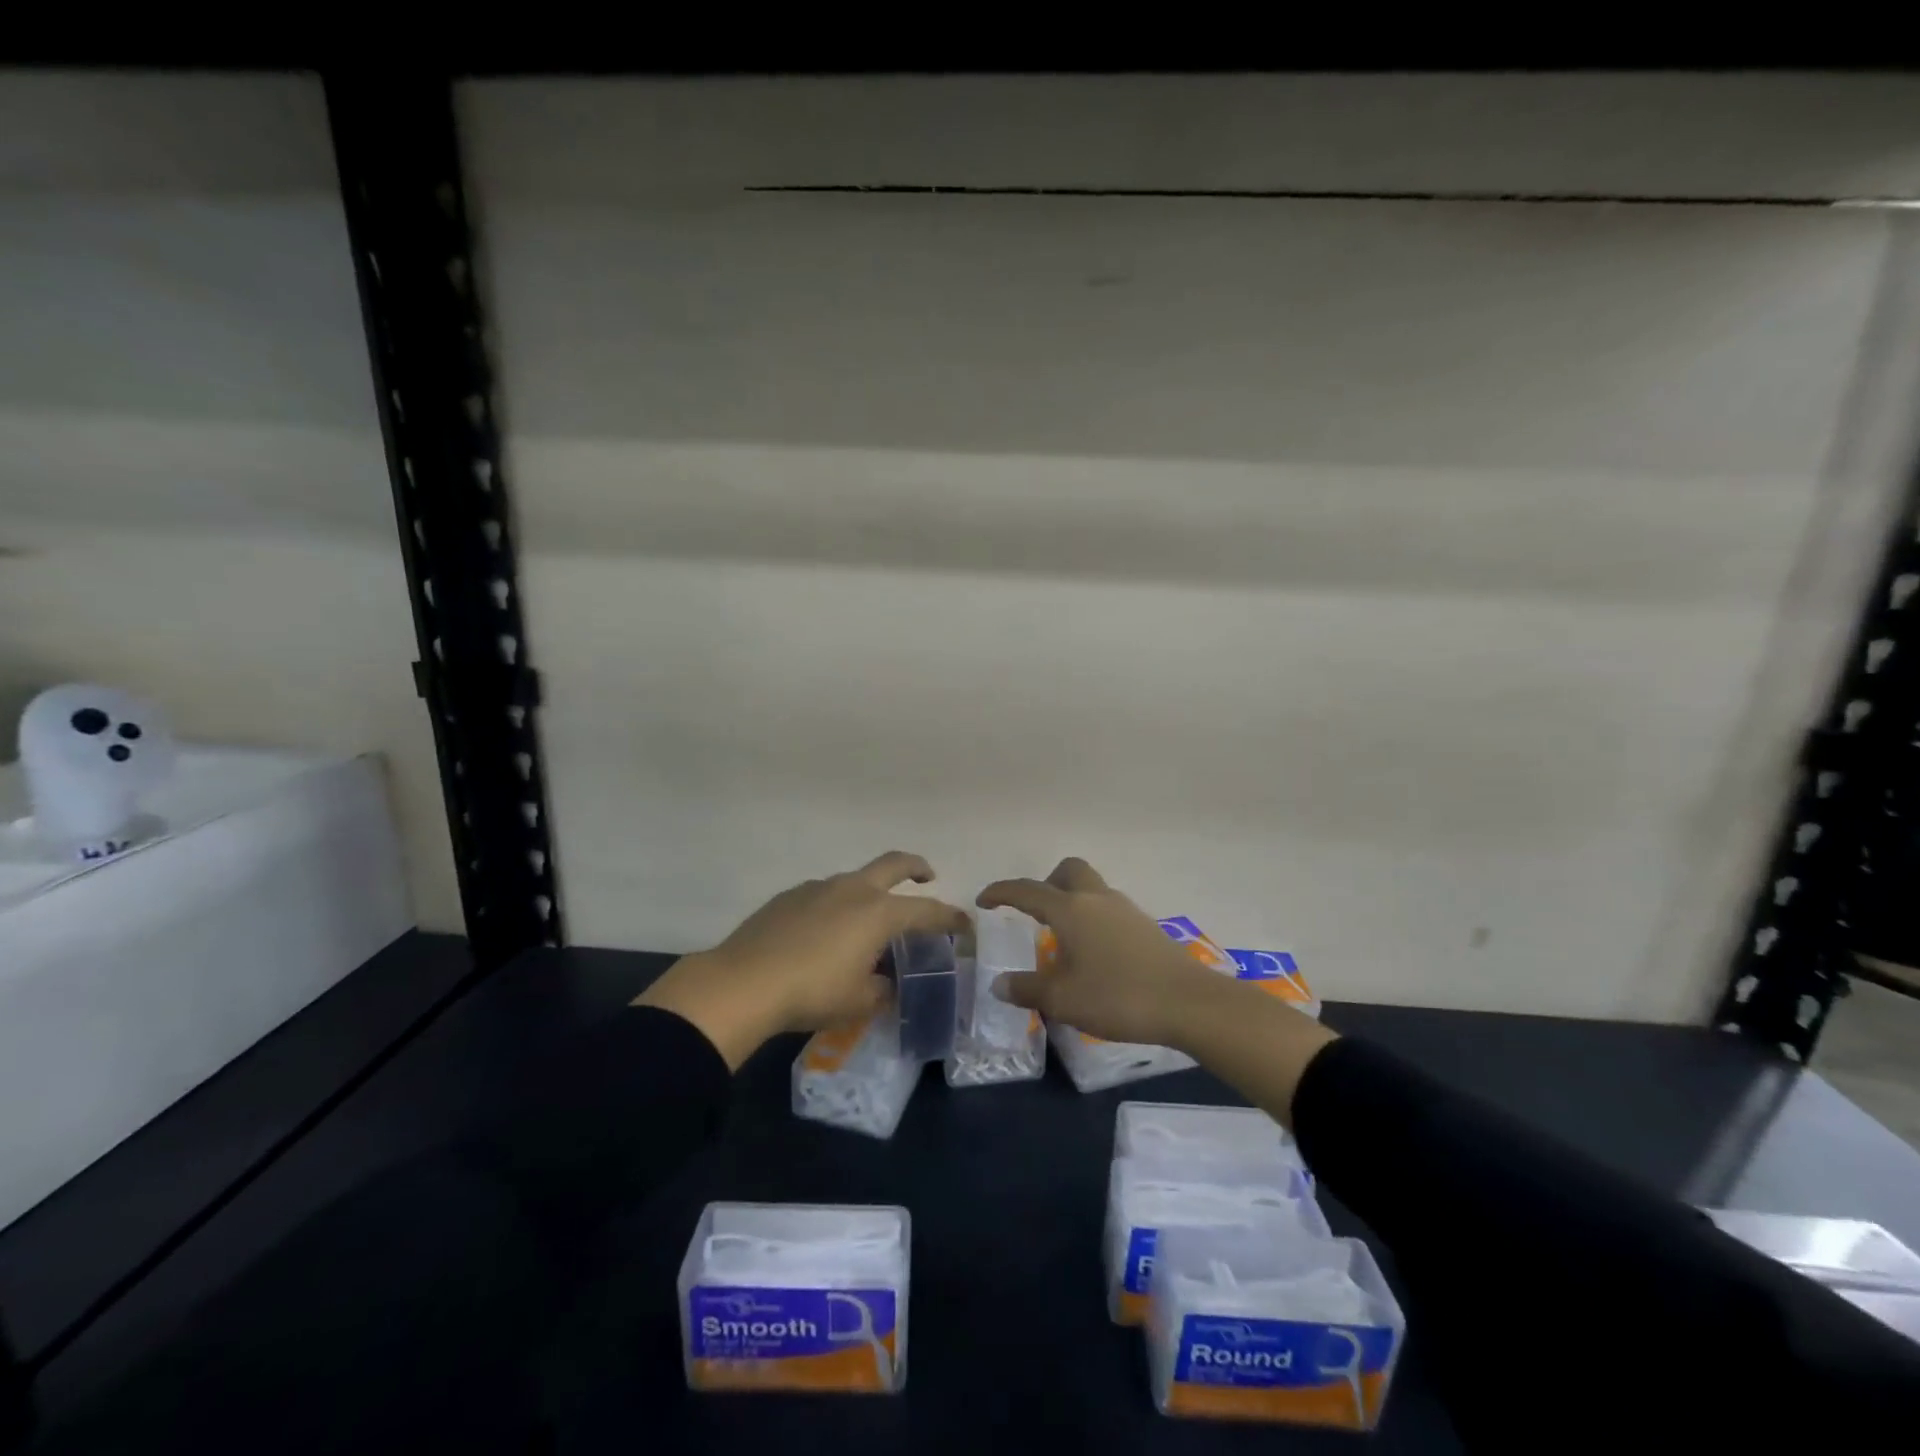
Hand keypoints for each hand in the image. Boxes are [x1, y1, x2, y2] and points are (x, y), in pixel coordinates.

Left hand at [637, 851, 967, 1067]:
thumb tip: (885, 983)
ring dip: (870, 890)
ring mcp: (818, 887)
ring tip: (866, 920)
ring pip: (854, 879)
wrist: (744, 982)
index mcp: (879, 912)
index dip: (950, 917)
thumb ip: (882, 989)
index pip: (927, 911)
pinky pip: (823, 893)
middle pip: (893, 863)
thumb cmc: (813, 992)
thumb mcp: (859, 1001)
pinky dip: (835, 905)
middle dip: (916, 866)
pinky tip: (823, 931)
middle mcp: (853, 889)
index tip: (964, 923)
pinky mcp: (789, 896)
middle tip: (927, 875)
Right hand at [976, 857, 1221, 1046]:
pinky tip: (1095, 956)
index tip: (983, 901)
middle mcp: (1097, 899)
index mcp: (1070, 910)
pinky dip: (1093, 920)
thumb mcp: (1063, 1000)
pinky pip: (1109, 911)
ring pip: (1092, 890)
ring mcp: (1125, 910)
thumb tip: (999, 983)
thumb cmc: (1118, 996)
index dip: (1001, 892)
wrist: (1188, 1003)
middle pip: (1068, 871)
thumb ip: (1027, 989)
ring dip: (1072, 903)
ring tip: (1063, 942)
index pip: (1027, 891)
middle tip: (1035, 913)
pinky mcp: (1146, 927)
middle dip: (1046, 883)